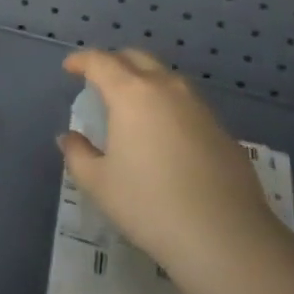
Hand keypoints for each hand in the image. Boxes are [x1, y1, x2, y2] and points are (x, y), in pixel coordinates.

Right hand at [59, 48, 278, 279]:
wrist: (225, 236)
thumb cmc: (150, 205)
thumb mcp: (100, 184)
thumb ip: (78, 155)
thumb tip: (69, 138)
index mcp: (131, 94)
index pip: (101, 61)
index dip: (82, 60)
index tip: (70, 68)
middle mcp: (167, 88)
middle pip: (137, 58)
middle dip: (115, 62)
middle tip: (100, 80)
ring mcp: (199, 106)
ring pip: (166, 78)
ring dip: (145, 81)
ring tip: (133, 106)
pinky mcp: (222, 129)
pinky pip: (187, 105)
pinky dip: (169, 107)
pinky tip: (166, 137)